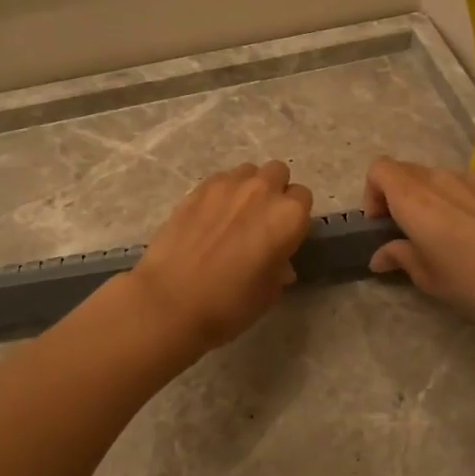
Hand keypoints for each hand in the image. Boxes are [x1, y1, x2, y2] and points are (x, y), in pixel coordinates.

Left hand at [128, 160, 313, 352]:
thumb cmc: (230, 303)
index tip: (284, 235)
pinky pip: (220, 179)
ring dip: (248, 187)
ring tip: (234, 215)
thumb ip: (279, 269)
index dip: (294, 217)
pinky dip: (222, 193)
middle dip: (274, 191)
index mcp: (288, 216)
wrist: (171, 300)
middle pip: (278, 173)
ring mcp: (228, 185)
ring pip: (248, 172)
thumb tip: (278, 263)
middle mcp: (263, 190)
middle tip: (261, 221)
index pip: (303, 198)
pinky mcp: (198, 188)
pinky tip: (209, 217)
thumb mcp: (269, 293)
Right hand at [363, 157, 474, 321]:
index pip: (378, 169)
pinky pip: (460, 184)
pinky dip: (452, 198)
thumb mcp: (429, 277)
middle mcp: (438, 179)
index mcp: (414, 198)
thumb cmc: (474, 278)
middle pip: (403, 171)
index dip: (372, 193)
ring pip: (432, 177)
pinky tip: (469, 230)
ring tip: (438, 232)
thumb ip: (400, 258)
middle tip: (404, 232)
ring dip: (424, 197)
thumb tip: (381, 255)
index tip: (381, 224)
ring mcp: (469, 179)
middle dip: (395, 196)